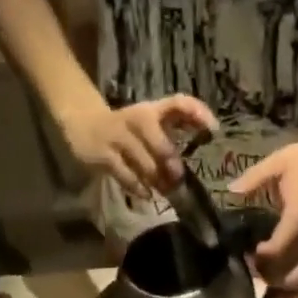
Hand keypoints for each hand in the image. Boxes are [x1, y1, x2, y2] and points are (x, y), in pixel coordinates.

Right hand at [59, 95, 216, 200]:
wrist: (83, 123)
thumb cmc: (126, 129)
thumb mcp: (150, 124)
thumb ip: (175, 129)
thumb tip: (206, 140)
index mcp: (152, 110)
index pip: (178, 103)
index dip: (197, 112)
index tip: (213, 129)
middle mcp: (136, 119)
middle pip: (156, 135)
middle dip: (168, 157)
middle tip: (177, 177)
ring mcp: (118, 137)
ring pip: (142, 160)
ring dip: (155, 178)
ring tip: (163, 190)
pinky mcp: (103, 155)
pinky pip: (125, 174)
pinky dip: (138, 186)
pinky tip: (146, 194)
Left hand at [226, 131, 297, 293]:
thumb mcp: (278, 163)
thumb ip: (253, 180)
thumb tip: (231, 190)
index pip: (275, 254)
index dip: (260, 260)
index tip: (251, 253)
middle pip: (288, 274)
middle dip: (269, 276)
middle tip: (257, 268)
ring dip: (286, 283)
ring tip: (273, 280)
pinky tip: (290, 267)